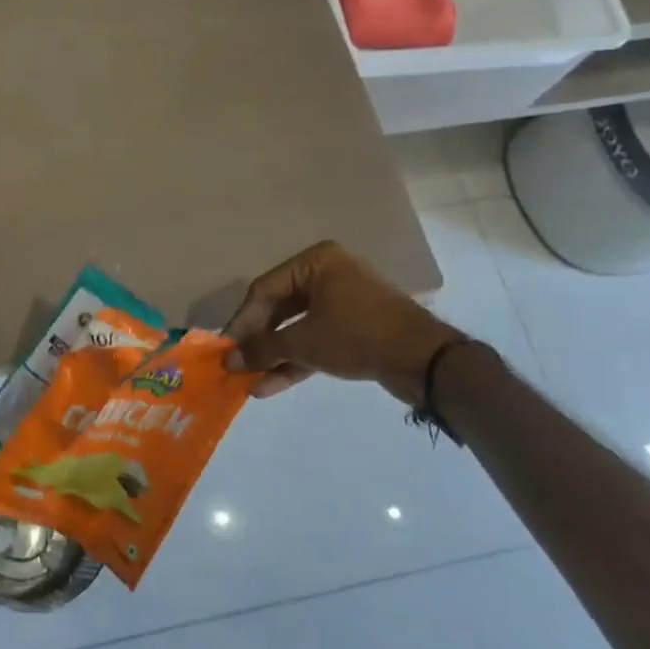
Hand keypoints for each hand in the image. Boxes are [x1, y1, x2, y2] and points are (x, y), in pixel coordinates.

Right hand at [225, 240, 463, 402]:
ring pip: (297, 328)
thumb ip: (262, 349)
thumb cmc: (357, 335)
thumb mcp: (304, 342)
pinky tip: (270, 386)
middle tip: (235, 364)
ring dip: (274, 356)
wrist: (425, 361)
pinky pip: (316, 340)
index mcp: (316, 262)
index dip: (242, 321)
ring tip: (249, 381)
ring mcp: (343, 302)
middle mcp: (328, 275)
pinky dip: (296, 361)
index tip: (224, 347)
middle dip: (258, 341)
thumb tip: (228, 361)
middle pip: (279, 309)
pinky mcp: (354, 329)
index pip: (264, 290)